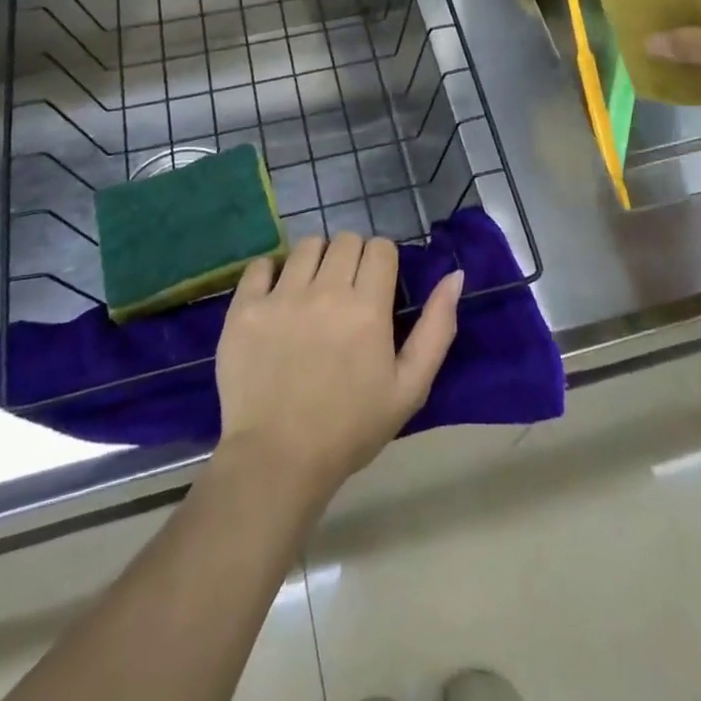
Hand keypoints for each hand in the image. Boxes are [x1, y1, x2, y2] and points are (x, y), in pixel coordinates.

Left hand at [214, 232, 462, 504]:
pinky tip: (276, 297)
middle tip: (346, 291)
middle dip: (352, 257)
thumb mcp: (410, 387)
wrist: (277, 461)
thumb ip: (437, 328)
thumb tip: (455, 276)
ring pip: (307, 246)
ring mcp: (281, 297)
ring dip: (316, 260)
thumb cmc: (351, 428)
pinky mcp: (245, 309)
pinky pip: (261, 265)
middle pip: (346, 239)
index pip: (380, 247)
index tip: (377, 286)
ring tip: (312, 292)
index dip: (383, 262)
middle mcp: (325, 291)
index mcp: (367, 307)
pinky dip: (271, 273)